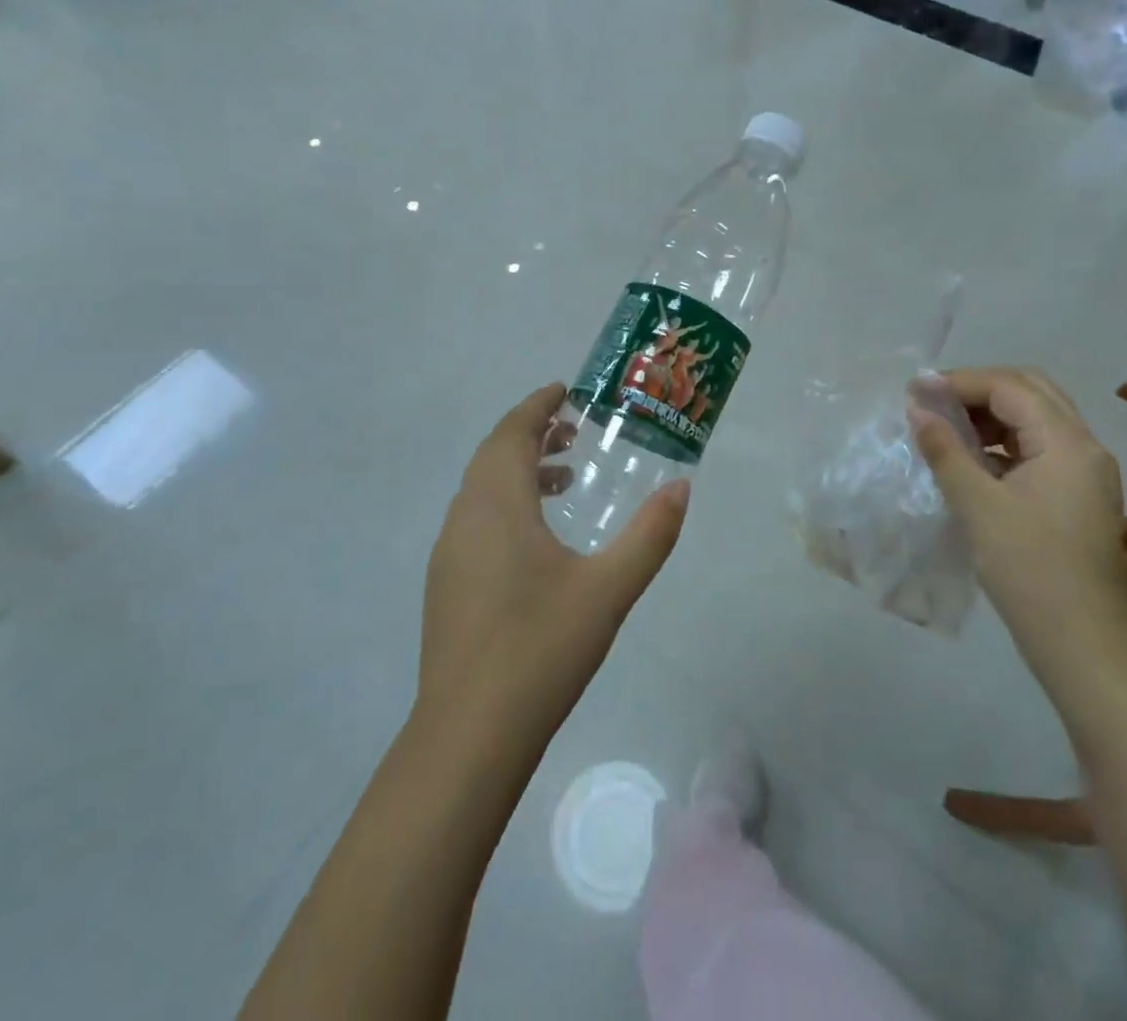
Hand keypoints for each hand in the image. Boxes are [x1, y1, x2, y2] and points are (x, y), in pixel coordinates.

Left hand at [418, 384, 689, 757]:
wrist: (469, 734)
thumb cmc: (541, 648)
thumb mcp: (609, 588)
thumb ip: (650, 535)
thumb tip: (681, 488)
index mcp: (497, 506)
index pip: (512, 434)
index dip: (537, 407)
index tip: (565, 391)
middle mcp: (464, 518)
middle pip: (493, 456)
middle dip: (530, 435)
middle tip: (572, 430)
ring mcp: (448, 554)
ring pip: (481, 490)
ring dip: (518, 471)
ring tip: (564, 480)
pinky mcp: (445, 585)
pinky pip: (475, 520)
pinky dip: (505, 504)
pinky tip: (537, 540)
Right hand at [909, 368, 1126, 683]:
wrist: (1084, 646)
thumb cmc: (1030, 570)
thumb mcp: (978, 506)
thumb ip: (945, 451)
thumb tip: (917, 410)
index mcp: (1068, 443)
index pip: (1011, 387)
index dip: (961, 381)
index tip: (915, 390)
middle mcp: (1084, 448)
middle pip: (1031, 392)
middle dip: (978, 390)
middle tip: (932, 401)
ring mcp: (1085, 474)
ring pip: (1035, 420)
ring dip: (990, 415)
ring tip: (944, 427)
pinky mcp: (1077, 497)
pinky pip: (1038, 449)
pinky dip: (1002, 443)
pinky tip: (969, 460)